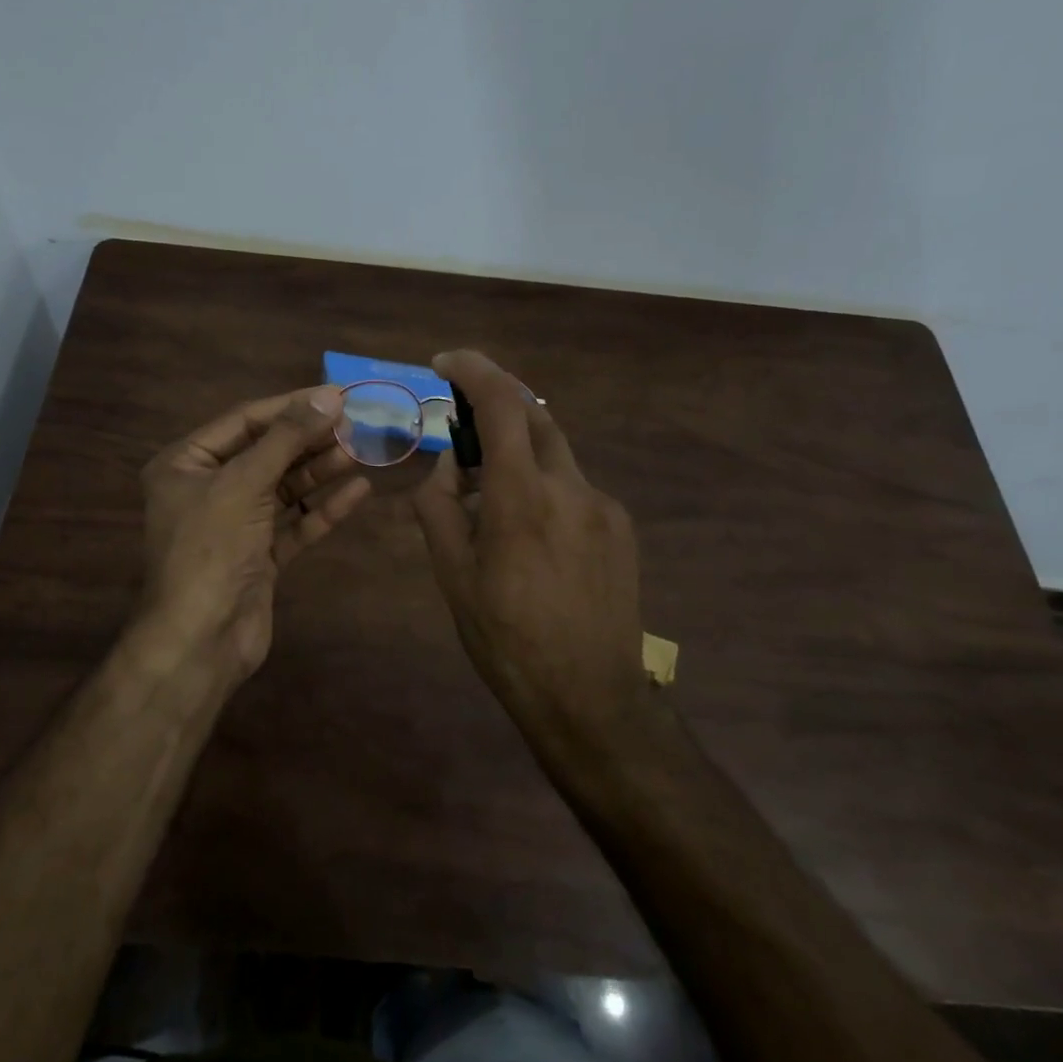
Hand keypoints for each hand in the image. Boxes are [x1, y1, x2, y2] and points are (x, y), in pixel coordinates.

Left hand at [136, 385, 371, 679]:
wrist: (201, 640)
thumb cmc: (211, 548)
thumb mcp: (245, 482)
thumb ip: (288, 438)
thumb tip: (330, 396)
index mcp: (185, 464)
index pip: (244, 421)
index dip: (291, 406)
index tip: (335, 395)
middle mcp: (207, 489)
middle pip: (266, 453)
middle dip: (309, 439)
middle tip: (354, 424)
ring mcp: (234, 525)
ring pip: (283, 488)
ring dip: (319, 471)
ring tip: (360, 452)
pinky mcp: (258, 556)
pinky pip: (294, 523)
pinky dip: (323, 508)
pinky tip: (357, 491)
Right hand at [412, 350, 645, 728]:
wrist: (591, 699)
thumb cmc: (507, 641)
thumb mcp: (452, 577)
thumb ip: (440, 507)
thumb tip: (450, 465)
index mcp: (521, 498)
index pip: (503, 405)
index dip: (474, 370)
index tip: (445, 362)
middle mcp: (571, 488)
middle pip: (535, 416)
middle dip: (496, 406)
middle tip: (463, 430)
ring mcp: (604, 506)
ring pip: (554, 454)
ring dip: (518, 455)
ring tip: (490, 504)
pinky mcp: (622, 527)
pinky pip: (573, 487)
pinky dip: (542, 487)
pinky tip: (531, 537)